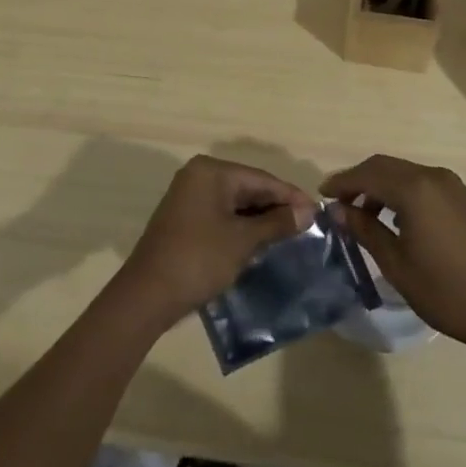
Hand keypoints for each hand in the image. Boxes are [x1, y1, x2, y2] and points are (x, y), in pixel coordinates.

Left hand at [116, 155, 317, 328]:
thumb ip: (276, 223)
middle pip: (248, 187)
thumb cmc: (199, 259)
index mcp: (211, 171)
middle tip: (307, 225)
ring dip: (260, 218)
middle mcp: (199, 175)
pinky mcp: (185, 218)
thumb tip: (307, 212)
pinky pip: (222, 214)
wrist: (147, 295)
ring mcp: (189, 196)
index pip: (261, 178)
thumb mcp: (243, 241)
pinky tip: (262, 240)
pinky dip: (242, 225)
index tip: (317, 211)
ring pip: (235, 202)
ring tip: (290, 234)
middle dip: (276, 206)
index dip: (290, 196)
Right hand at [321, 155, 465, 357]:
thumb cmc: (444, 291)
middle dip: (360, 181)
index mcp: (415, 189)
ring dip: (382, 186)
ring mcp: (453, 186)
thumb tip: (337, 210)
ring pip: (406, 173)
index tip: (322, 195)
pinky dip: (403, 192)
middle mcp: (434, 177)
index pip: (367, 174)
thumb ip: (364, 229)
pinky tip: (398, 219)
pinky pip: (425, 184)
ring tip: (366, 215)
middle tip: (339, 203)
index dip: (342, 182)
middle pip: (386, 166)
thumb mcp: (395, 263)